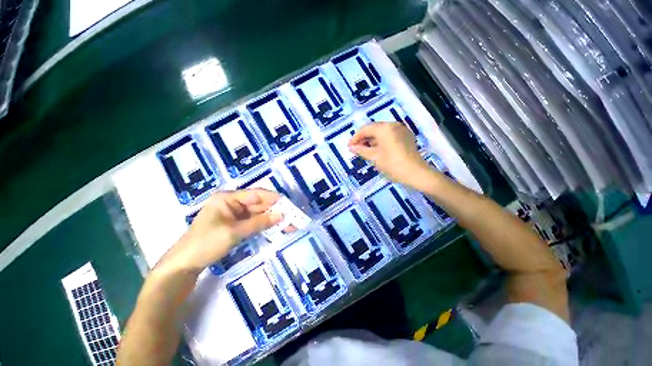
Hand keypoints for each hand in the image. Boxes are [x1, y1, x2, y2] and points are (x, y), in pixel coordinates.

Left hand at [156, 189, 282, 273]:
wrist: (185, 265)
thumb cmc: (206, 243)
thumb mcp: (235, 232)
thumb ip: (259, 222)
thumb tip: (282, 215)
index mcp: (228, 197)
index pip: (256, 194)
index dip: (274, 199)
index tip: (289, 205)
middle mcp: (232, 202)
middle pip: (259, 204)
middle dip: (276, 210)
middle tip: (292, 217)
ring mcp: (235, 214)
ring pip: (259, 213)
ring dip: (273, 218)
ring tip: (289, 224)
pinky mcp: (236, 224)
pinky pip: (254, 221)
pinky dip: (265, 225)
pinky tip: (277, 228)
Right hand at [348, 122, 430, 187]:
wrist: (415, 173)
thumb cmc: (392, 164)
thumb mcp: (374, 157)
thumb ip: (361, 150)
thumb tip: (351, 148)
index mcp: (384, 128)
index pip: (365, 129)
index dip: (355, 138)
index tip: (349, 147)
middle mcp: (393, 125)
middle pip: (374, 129)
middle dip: (364, 138)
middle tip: (356, 149)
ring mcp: (401, 130)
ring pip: (382, 132)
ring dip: (372, 140)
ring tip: (365, 151)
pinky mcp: (406, 136)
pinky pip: (390, 135)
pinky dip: (381, 141)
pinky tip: (377, 150)